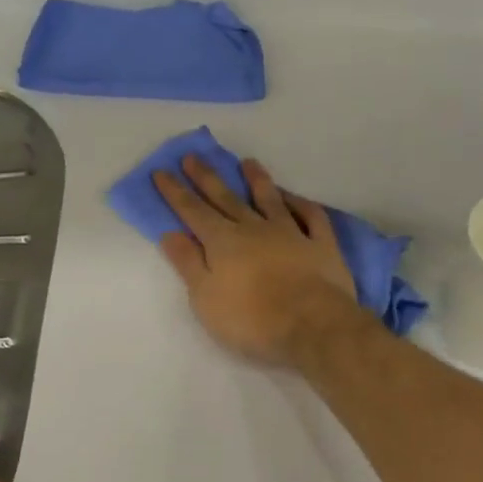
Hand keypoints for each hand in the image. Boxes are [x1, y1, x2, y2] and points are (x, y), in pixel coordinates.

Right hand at [153, 155, 368, 367]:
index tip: (161, 171)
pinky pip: (311, 216)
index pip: (193, 211)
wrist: (313, 325)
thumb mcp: (205, 298)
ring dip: (257, 179)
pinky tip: (294, 197)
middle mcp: (254, 228)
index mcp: (223, 242)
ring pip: (270, 199)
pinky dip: (301, 203)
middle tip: (193, 156)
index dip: (175, 192)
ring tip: (247, 162)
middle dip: (206, 177)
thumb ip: (188, 263)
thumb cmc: (251, 319)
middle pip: (226, 198)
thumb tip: (170, 233)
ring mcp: (290, 232)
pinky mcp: (321, 244)